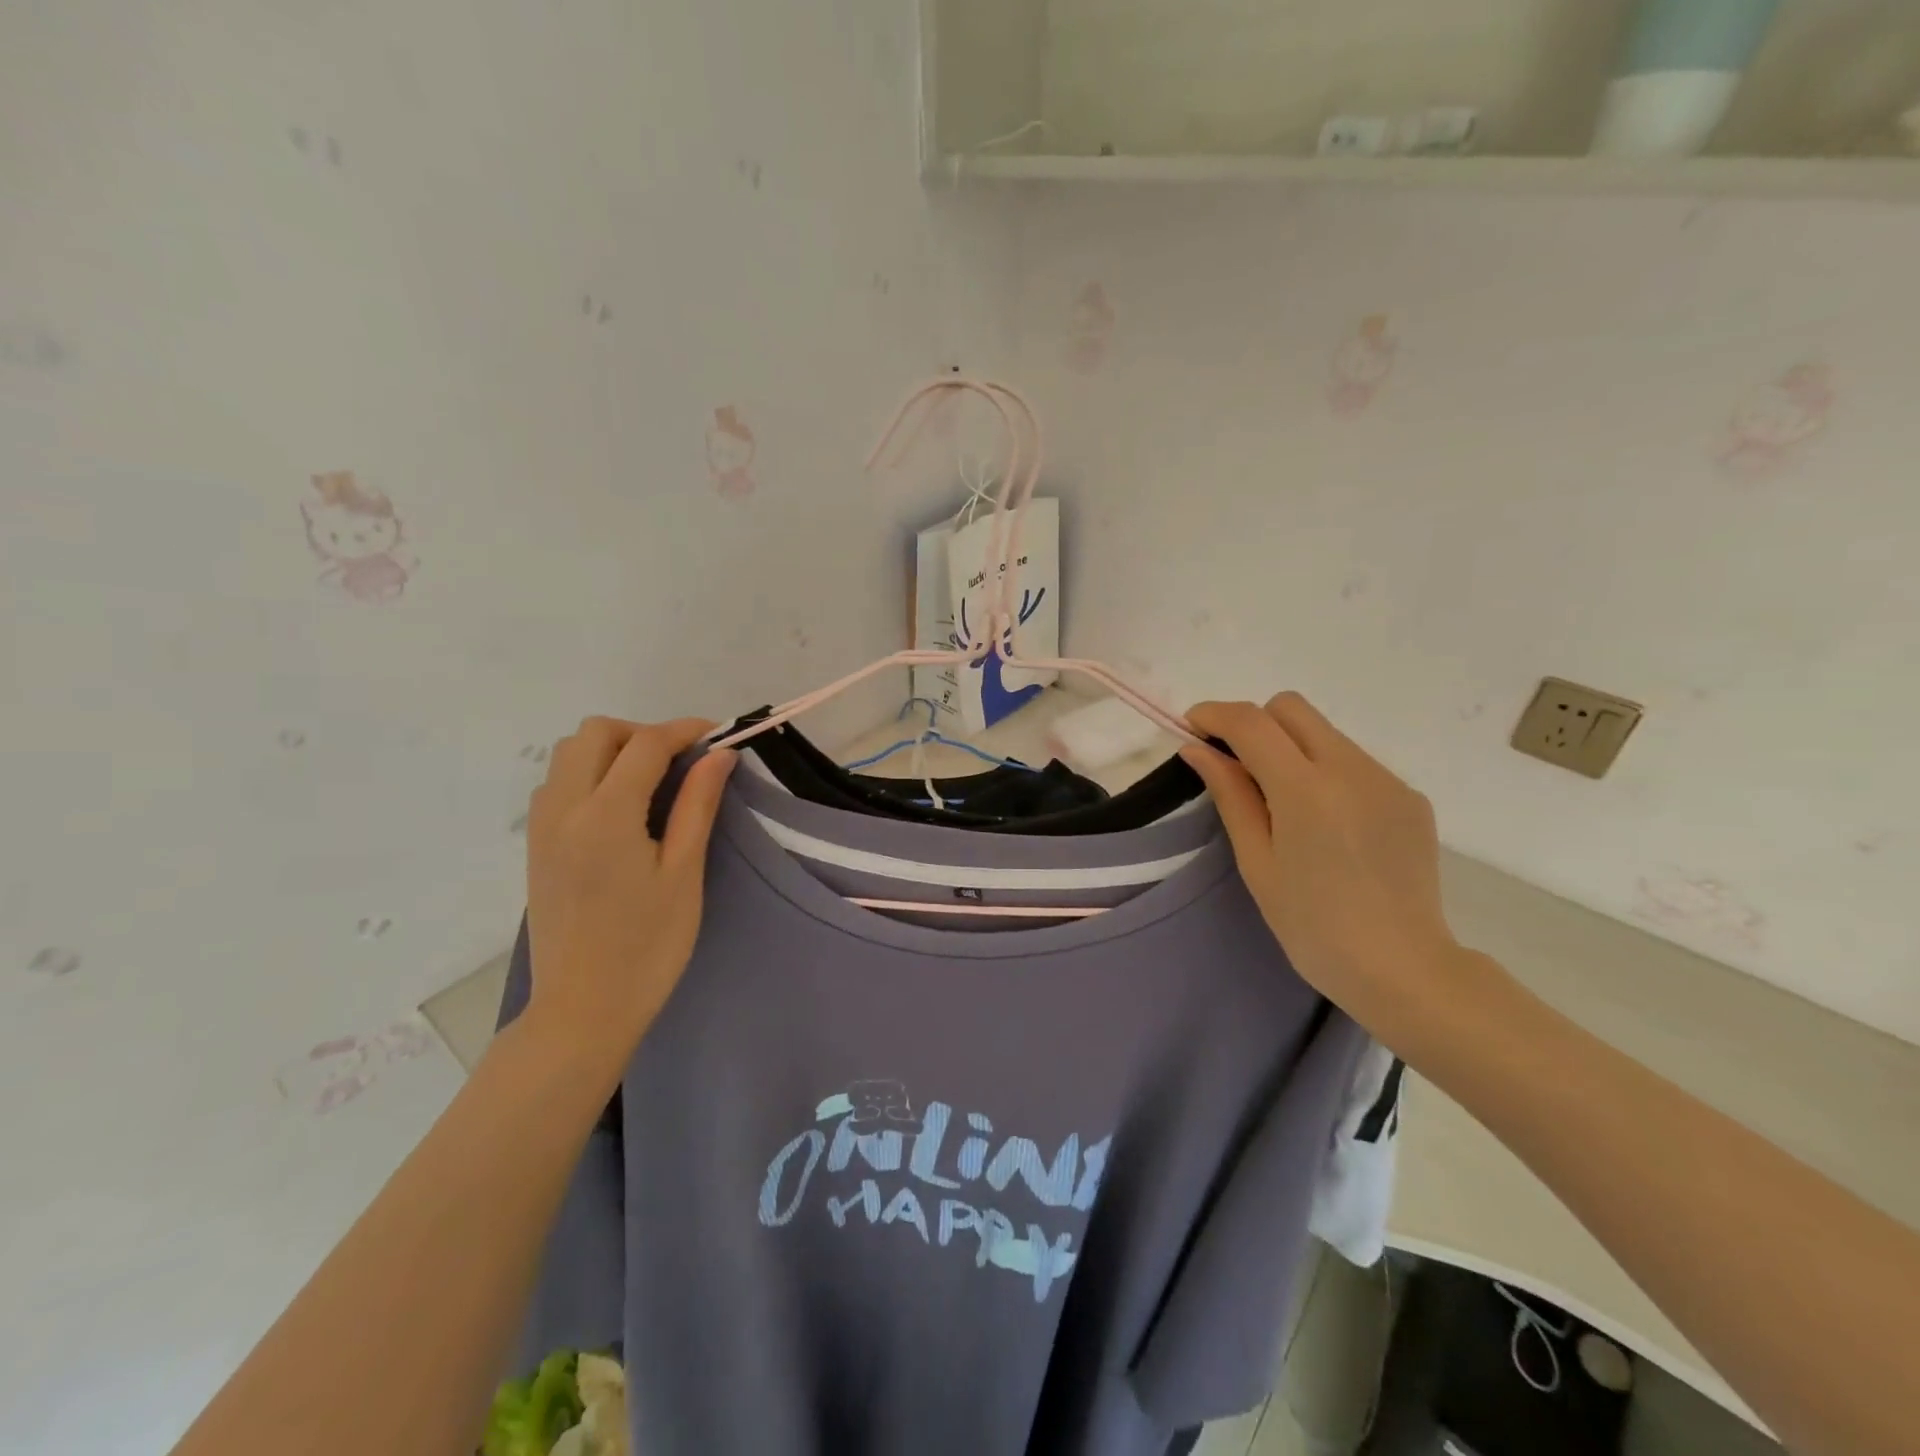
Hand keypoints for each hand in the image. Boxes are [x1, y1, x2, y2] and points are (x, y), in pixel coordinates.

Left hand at [523, 716, 737, 1062]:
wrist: (583, 1010)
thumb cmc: (647, 946)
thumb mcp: (683, 873)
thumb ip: (697, 805)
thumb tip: (720, 754)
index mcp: (605, 816)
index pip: (645, 744)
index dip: (685, 731)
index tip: (718, 737)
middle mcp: (563, 809)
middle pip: (595, 733)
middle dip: (642, 733)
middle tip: (682, 762)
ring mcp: (542, 827)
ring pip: (569, 754)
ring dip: (612, 750)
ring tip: (653, 782)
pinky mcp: (536, 846)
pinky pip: (557, 783)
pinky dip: (590, 773)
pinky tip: (621, 808)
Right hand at [1181, 693, 1462, 1030]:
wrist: (1403, 969)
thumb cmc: (1313, 926)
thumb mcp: (1258, 862)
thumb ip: (1230, 795)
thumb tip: (1199, 750)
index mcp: (1306, 790)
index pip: (1252, 722)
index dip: (1215, 714)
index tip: (1193, 727)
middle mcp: (1352, 769)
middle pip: (1292, 708)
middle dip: (1255, 723)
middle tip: (1236, 765)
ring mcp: (1387, 780)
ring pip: (1325, 733)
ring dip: (1291, 748)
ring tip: (1285, 804)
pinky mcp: (1409, 797)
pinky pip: (1355, 762)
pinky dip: (1326, 773)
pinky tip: (1327, 824)